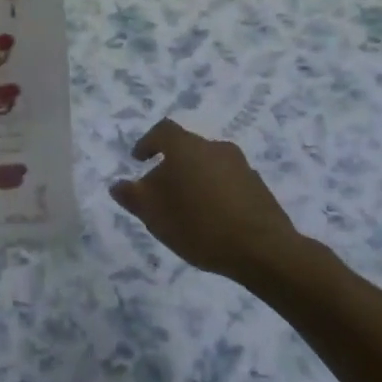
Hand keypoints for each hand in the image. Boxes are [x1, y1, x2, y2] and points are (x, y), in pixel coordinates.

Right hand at [110, 119, 310, 289]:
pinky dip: (214, 192)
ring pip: (208, 165)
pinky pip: (227, 181)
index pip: (163, 131)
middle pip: (186, 149)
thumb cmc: (199, 225)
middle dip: (170, 167)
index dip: (147, 143)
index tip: (139, 160)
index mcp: (187, 148)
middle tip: (159, 193)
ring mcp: (241, 166)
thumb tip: (118, 185)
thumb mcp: (154, 214)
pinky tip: (211, 219)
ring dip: (194, 180)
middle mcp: (215, 148)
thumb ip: (132, 196)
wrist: (263, 250)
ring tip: (186, 209)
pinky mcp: (259, 187)